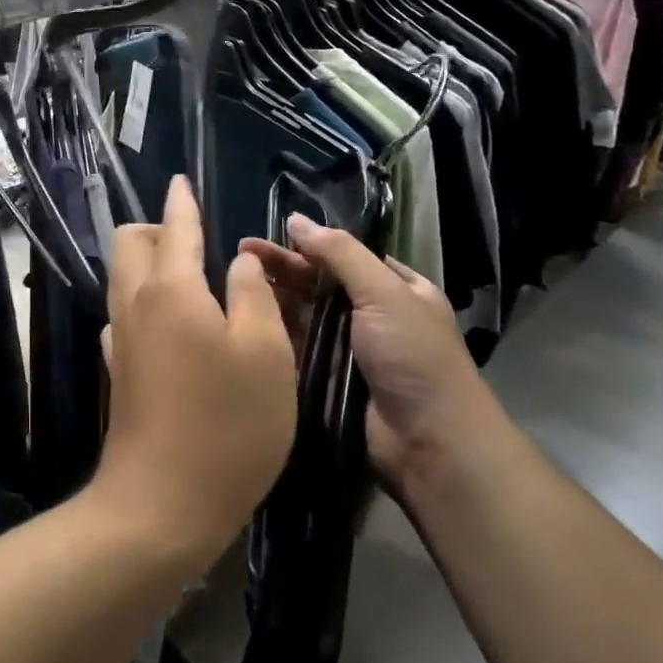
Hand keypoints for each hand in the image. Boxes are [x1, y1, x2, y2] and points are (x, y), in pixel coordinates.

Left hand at [95, 177, 296, 567]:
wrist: (162, 503)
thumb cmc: (227, 424)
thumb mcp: (266, 354)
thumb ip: (253, 295)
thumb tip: (238, 262)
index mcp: (171, 288)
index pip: (173, 226)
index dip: (181, 201)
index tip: (180, 180)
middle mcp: (135, 303)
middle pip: (129, 243)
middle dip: (156, 228)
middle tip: (194, 238)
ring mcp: (120, 339)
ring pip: (122, 277)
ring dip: (148, 263)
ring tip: (191, 278)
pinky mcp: (118, 371)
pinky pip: (125, 314)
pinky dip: (146, 302)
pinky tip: (174, 326)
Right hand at [239, 215, 496, 496]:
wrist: (429, 443)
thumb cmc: (413, 357)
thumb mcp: (384, 292)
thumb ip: (340, 253)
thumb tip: (296, 219)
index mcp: (396, 289)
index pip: (343, 256)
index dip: (305, 245)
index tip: (265, 237)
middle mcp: (372, 315)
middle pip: (318, 283)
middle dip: (282, 268)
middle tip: (239, 253)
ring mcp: (348, 349)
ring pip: (304, 315)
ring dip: (274, 298)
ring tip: (233, 282)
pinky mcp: (328, 379)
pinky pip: (297, 348)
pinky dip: (274, 333)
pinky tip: (244, 319)